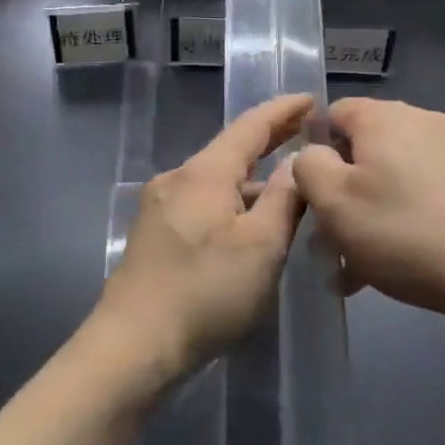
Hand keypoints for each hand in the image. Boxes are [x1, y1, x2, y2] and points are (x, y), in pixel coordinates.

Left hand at [94, 94, 312, 383]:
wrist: (132, 347)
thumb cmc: (205, 292)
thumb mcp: (261, 246)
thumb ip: (283, 199)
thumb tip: (297, 163)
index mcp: (204, 172)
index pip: (250, 125)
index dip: (283, 110)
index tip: (311, 98)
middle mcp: (178, 178)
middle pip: (231, 150)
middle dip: (269, 140)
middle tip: (307, 134)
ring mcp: (160, 206)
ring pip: (216, 181)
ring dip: (251, 179)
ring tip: (288, 188)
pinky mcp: (154, 234)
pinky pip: (202, 203)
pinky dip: (232, 202)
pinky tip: (248, 224)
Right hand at [293, 100, 444, 325]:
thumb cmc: (402, 231)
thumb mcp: (334, 201)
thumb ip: (308, 167)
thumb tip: (314, 154)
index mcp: (383, 116)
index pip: (331, 115)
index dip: (313, 152)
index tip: (310, 196)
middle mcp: (420, 122)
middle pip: (362, 149)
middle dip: (340, 193)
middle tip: (329, 240)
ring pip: (390, 178)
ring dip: (367, 215)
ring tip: (356, 265)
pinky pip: (419, 194)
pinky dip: (400, 221)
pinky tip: (392, 265)